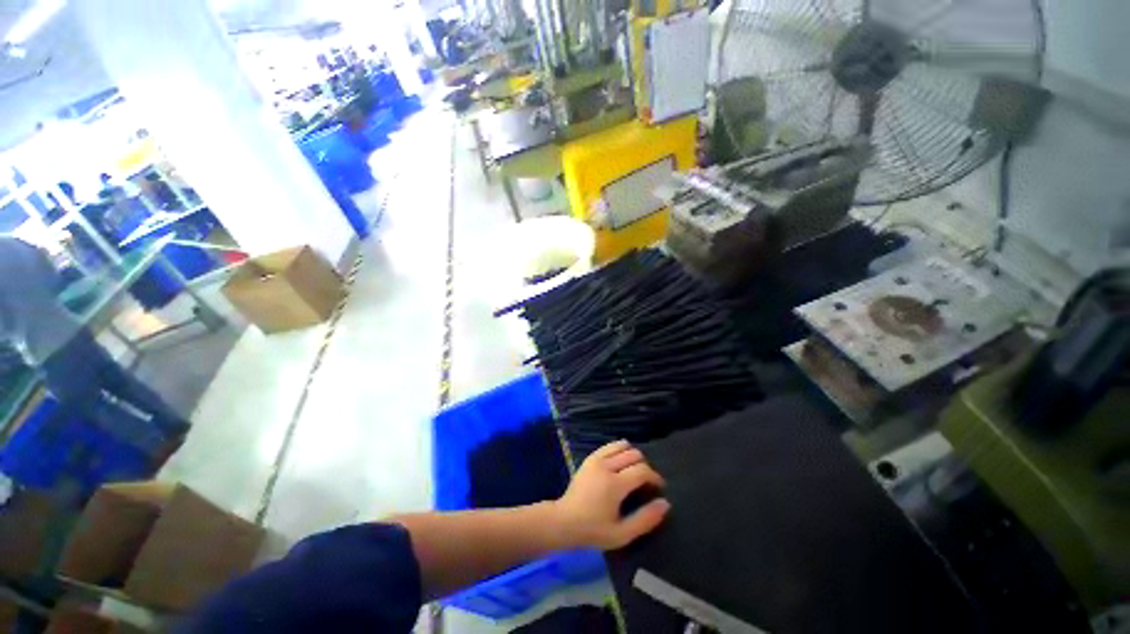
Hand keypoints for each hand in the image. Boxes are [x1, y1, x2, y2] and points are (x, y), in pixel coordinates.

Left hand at [552, 440, 670, 549]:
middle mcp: (606, 466)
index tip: (658, 488)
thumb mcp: (622, 534)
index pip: (642, 470)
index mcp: (615, 484)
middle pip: (634, 454)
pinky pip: (609, 446)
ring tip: (633, 472)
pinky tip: (620, 464)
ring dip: (632, 455)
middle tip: (645, 482)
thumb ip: (645, 519)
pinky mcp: (590, 458)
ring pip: (622, 445)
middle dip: (645, 466)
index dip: (655, 477)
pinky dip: (619, 450)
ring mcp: (596, 459)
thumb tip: (665, 503)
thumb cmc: (593, 531)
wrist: (563, 521)